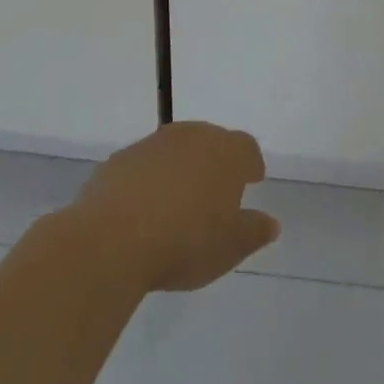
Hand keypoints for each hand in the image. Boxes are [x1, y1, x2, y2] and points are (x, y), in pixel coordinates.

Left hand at [71, 121, 279, 292]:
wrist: (112, 239)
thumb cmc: (185, 241)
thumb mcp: (230, 247)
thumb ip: (254, 231)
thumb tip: (272, 223)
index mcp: (225, 152)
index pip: (247, 148)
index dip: (250, 165)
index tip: (251, 181)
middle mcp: (192, 136)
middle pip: (211, 141)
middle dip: (215, 162)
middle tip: (215, 192)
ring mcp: (152, 144)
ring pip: (175, 150)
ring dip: (180, 169)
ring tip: (177, 202)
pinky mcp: (119, 160)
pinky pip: (143, 166)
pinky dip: (148, 181)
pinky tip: (142, 210)